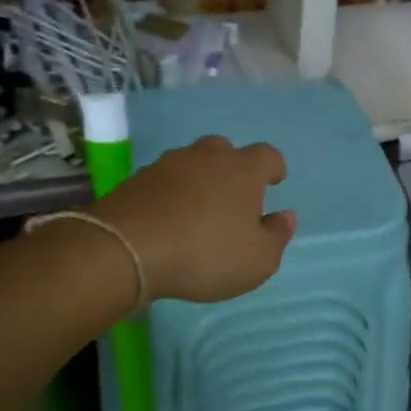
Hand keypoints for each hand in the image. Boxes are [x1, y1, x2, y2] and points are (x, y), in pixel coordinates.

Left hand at [96, 135, 294, 302]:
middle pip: (225, 150)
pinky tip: (169, 219)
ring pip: (191, 163)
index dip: (274, 167)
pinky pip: (163, 182)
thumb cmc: (205, 254)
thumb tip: (285, 216)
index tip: (275, 181)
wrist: (125, 251)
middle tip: (234, 195)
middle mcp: (206, 158)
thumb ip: (277, 235)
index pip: (268, 155)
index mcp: (243, 171)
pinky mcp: (135, 181)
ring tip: (199, 208)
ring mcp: (167, 166)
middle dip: (232, 168)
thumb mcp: (258, 259)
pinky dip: (170, 194)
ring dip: (199, 180)